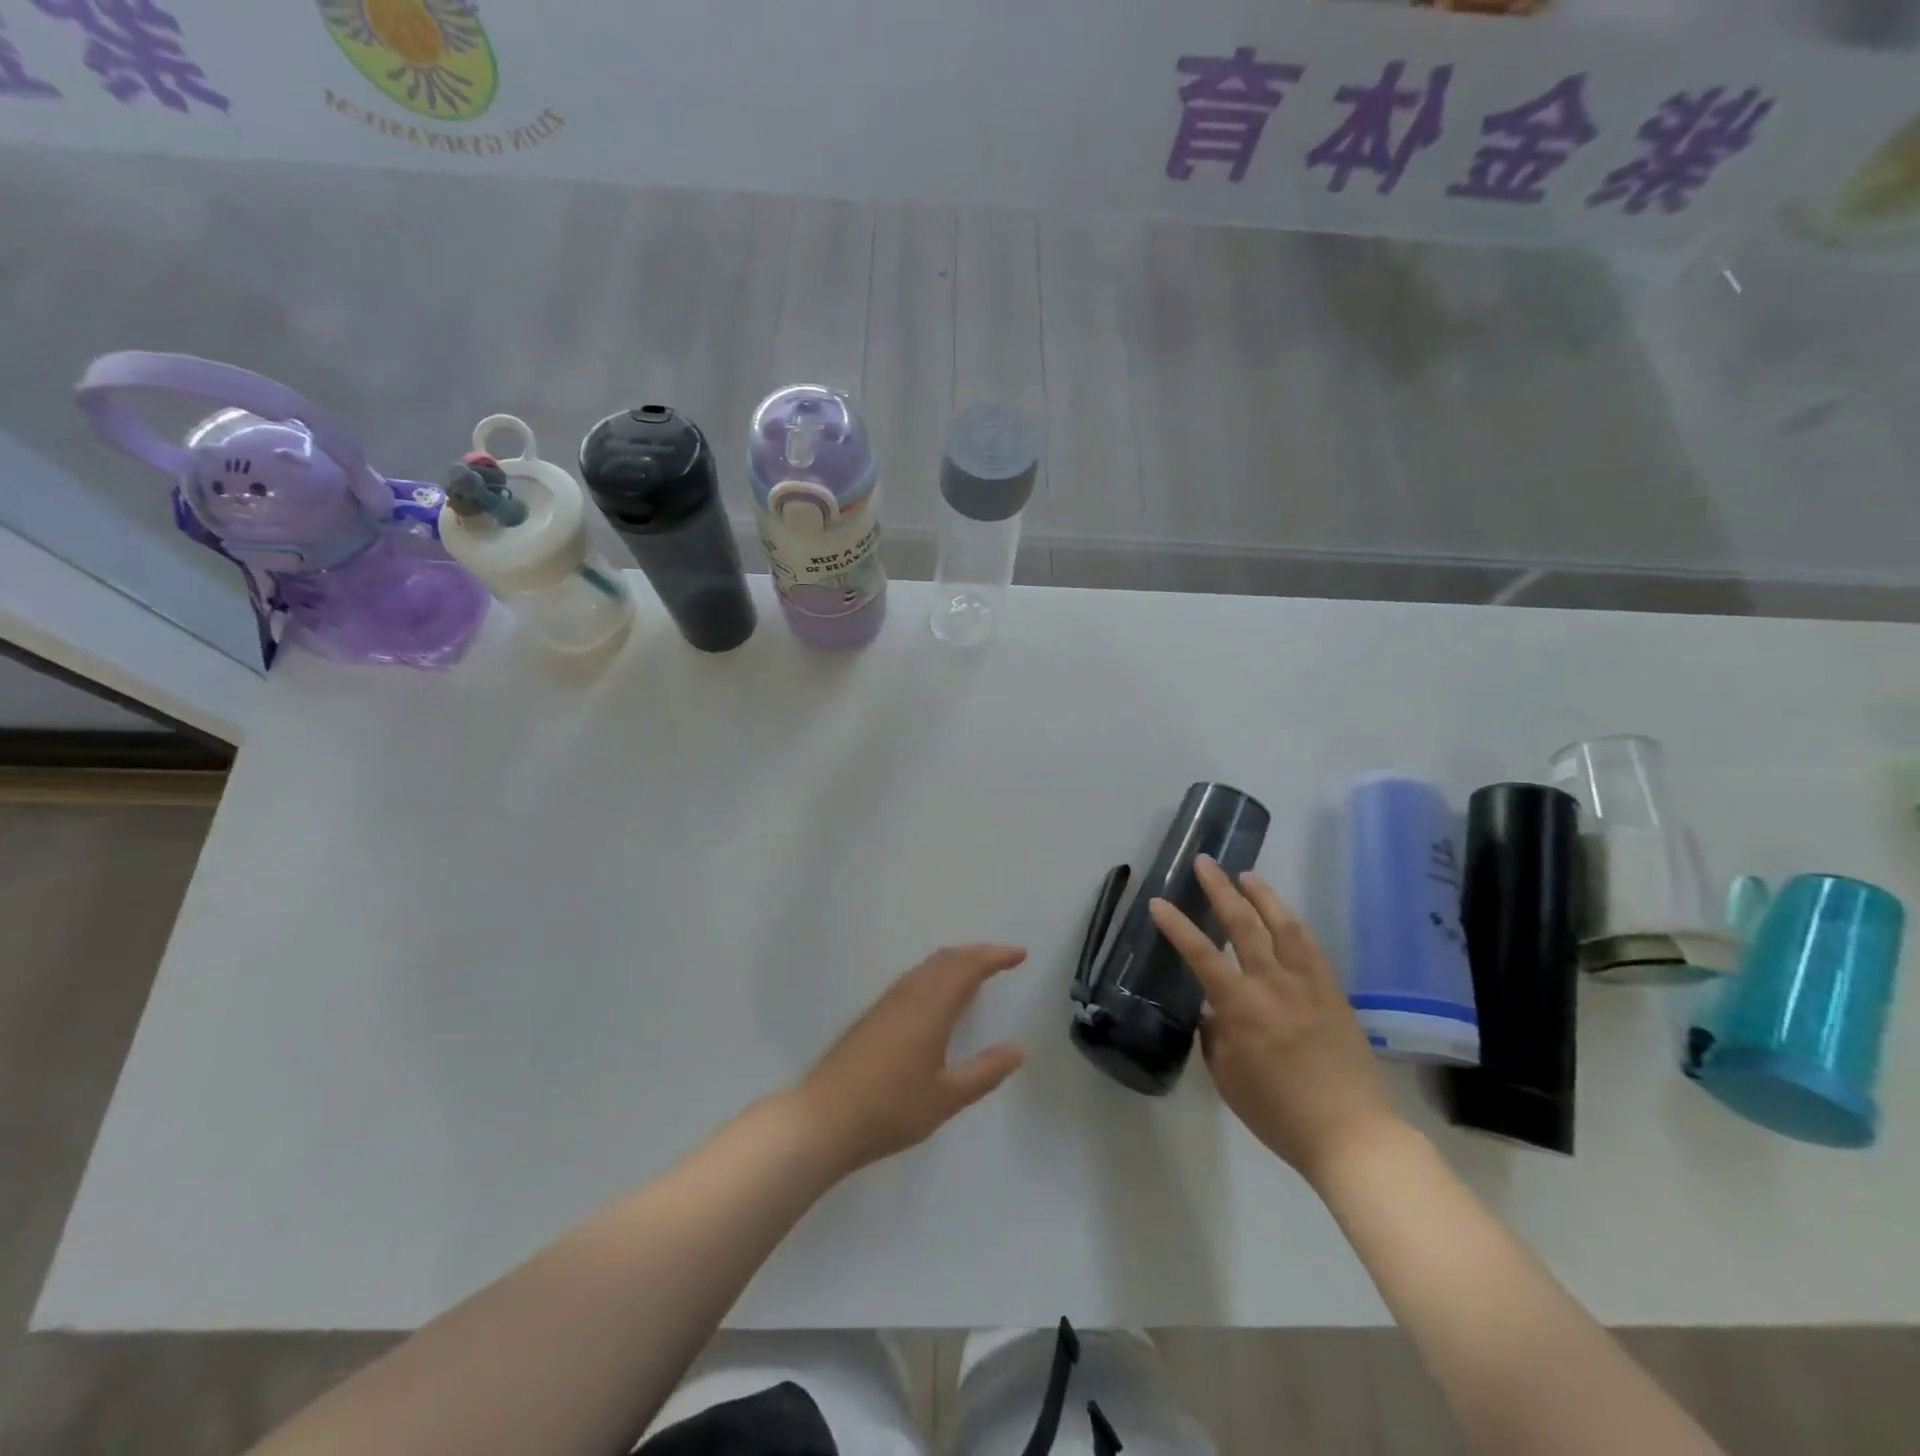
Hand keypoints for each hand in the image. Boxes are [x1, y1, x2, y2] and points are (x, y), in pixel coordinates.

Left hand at [794, 945, 1028, 1174]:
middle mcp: (909, 995)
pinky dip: (937, 973)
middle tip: (1004, 959)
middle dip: (978, 953)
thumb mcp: (946, 1098)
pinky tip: (939, 995)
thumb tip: (1019, 1050)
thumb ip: (985, 1072)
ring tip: (977, 971)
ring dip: (956, 961)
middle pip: (947, 959)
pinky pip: (914, 978)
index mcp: (931, 1008)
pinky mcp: (873, 1015)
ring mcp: (887, 1003)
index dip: (995, 957)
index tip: (1020, 954)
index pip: (968, 968)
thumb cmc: (890, 1109)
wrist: (823, 1119)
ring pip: (927, 967)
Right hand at [1149, 858, 1400, 1186]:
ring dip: (1262, 895)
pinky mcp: (1333, 992)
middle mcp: (1273, 984)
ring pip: (1283, 925)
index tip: (1158, 902)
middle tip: (1204, 862)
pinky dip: (1293, 923)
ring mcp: (1307, 984)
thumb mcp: (1227, 1077)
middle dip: (1219, 889)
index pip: (1200, 953)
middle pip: (1242, 924)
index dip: (1176, 925)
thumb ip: (1214, 1034)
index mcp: (1240, 1006)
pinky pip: (1311, 947)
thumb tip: (1213, 1009)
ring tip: (1246, 874)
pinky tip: (1285, 915)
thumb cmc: (1278, 1113)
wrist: (1351, 1134)